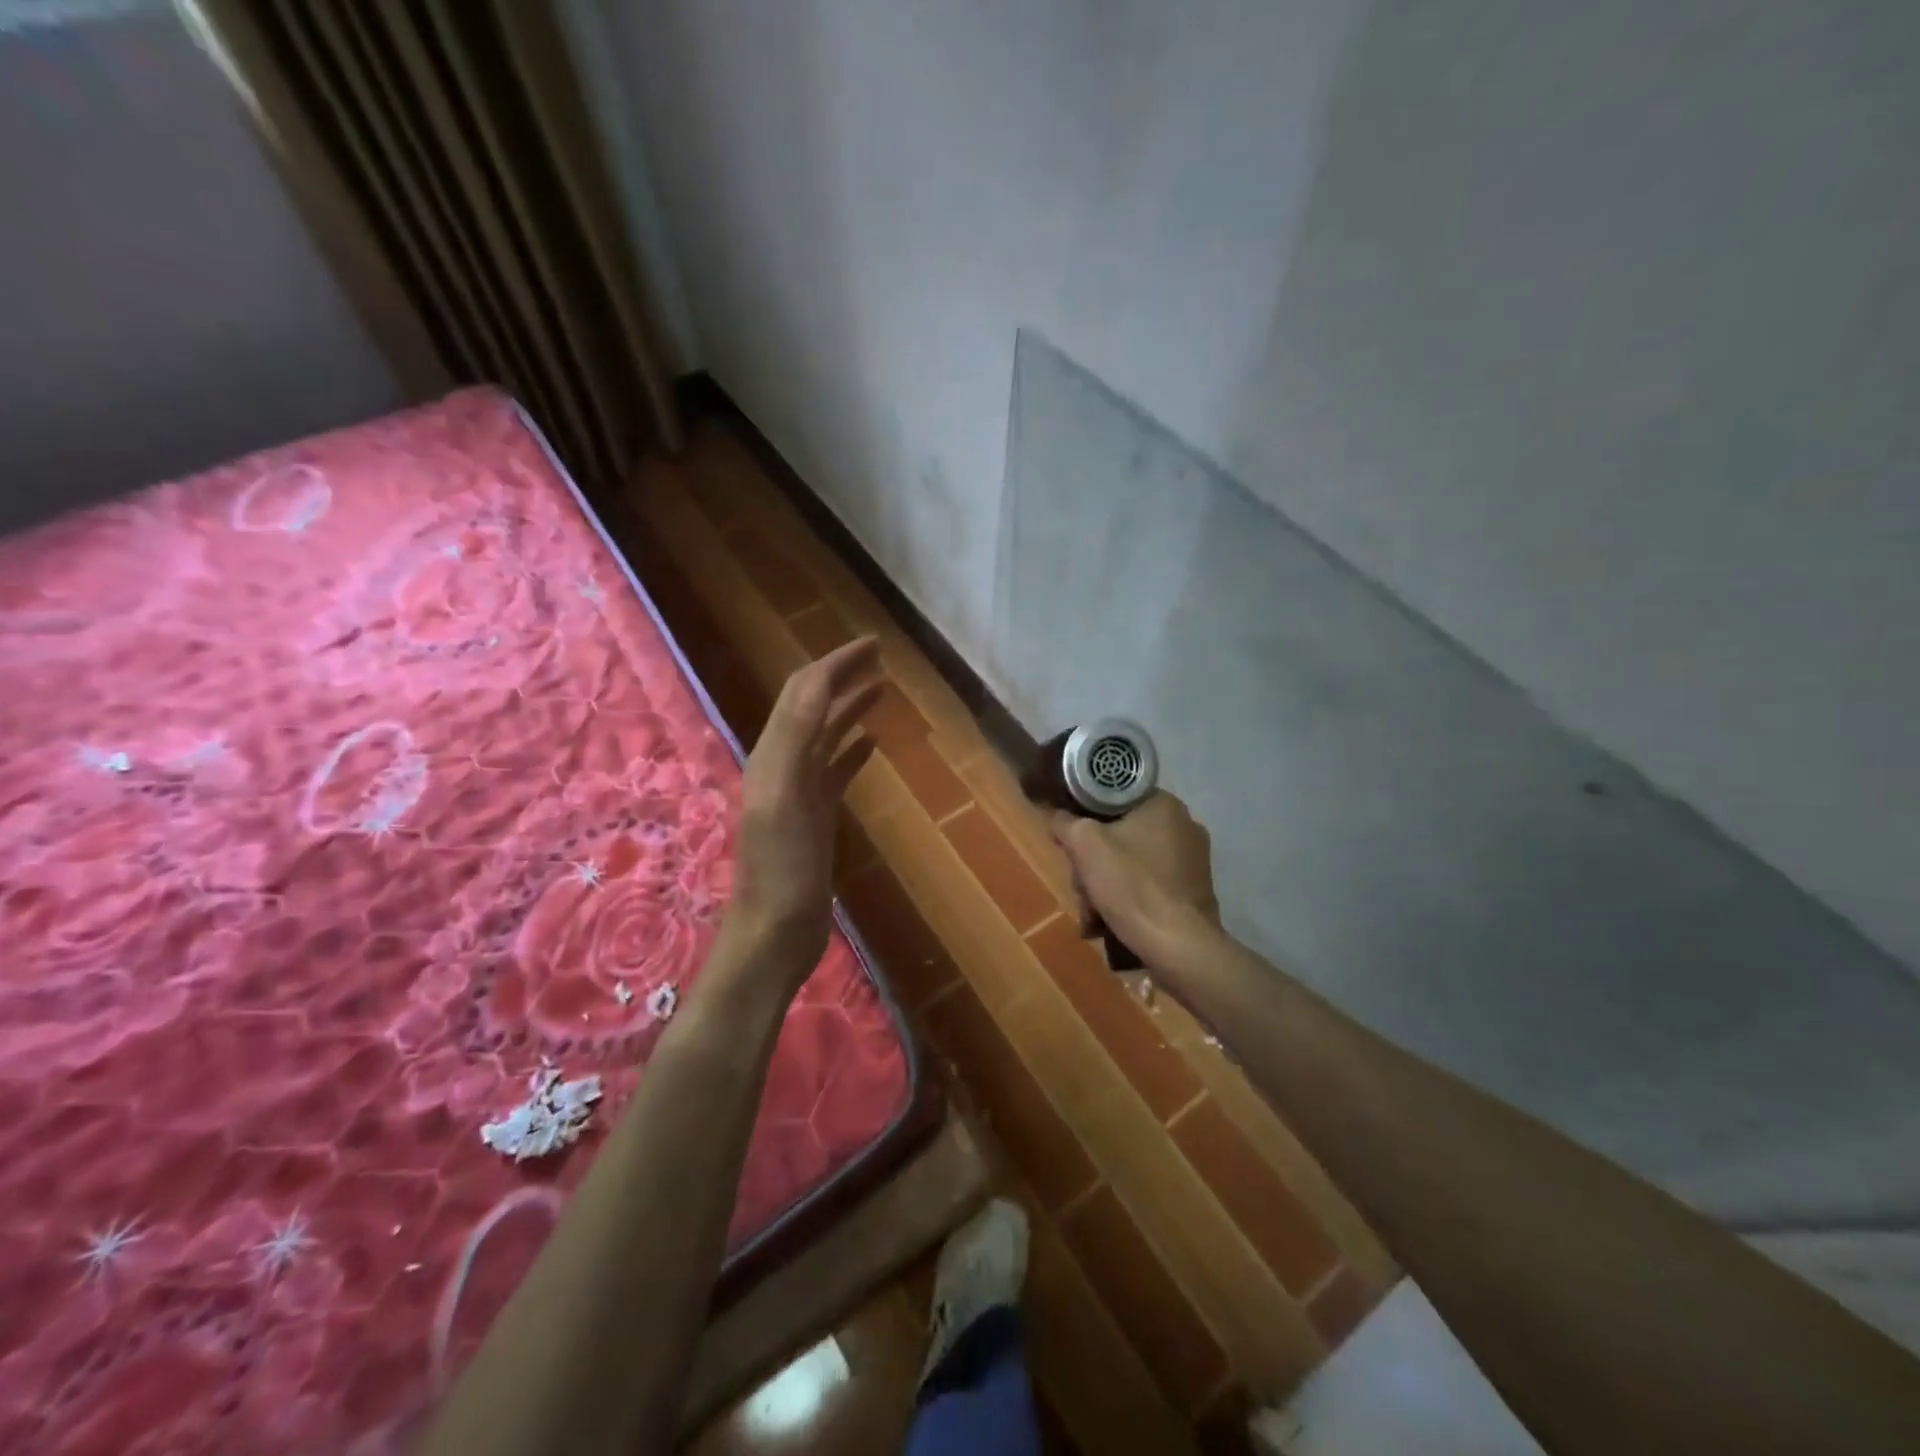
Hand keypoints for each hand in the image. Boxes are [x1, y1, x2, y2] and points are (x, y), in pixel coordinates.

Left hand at [726, 638, 882, 979]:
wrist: (774, 934)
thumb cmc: (781, 872)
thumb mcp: (785, 799)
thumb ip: (797, 739)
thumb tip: (818, 681)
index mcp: (773, 755)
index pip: (803, 692)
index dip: (835, 663)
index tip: (873, 644)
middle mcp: (782, 764)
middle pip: (813, 706)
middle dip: (843, 676)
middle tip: (882, 657)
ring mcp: (799, 791)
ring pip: (826, 735)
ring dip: (850, 707)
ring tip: (882, 689)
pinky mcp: (815, 816)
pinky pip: (835, 769)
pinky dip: (853, 748)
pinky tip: (873, 742)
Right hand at [1051, 791, 1222, 969]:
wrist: (1178, 946)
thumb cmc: (1131, 885)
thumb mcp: (1084, 845)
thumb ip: (1066, 823)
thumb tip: (1059, 816)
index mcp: (1164, 805)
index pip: (1113, 798)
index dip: (1086, 819)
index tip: (1073, 844)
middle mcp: (1185, 826)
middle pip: (1120, 836)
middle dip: (1093, 865)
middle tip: (1081, 887)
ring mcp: (1193, 861)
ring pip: (1131, 864)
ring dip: (1106, 887)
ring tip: (1092, 916)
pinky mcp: (1193, 892)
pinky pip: (1149, 886)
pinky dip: (1128, 901)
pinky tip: (1111, 924)